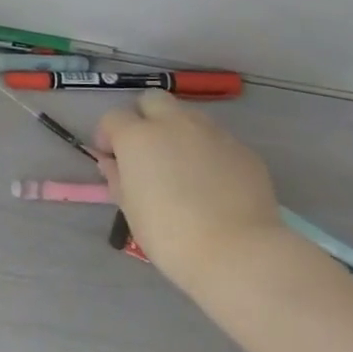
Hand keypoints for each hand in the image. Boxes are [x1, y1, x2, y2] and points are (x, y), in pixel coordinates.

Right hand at [94, 90, 279, 278]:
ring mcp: (213, 133)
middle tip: (146, 150)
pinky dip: (208, 151)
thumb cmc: (169, 233)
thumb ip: (117, 177)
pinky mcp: (243, 149)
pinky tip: (212, 182)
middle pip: (153, 100)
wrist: (237, 251)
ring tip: (182, 166)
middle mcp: (174, 124)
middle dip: (144, 117)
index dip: (108, 136)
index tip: (112, 158)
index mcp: (138, 136)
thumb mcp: (129, 208)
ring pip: (188, 116)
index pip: (113, 117)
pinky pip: (217, 140)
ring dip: (177, 131)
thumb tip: (113, 163)